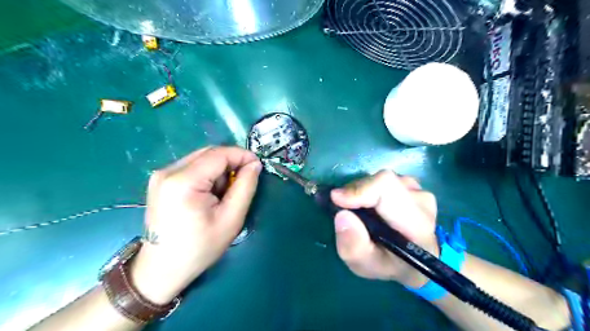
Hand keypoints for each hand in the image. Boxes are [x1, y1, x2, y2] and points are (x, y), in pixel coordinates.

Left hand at [132, 146, 264, 303]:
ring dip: (219, 170)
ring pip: (201, 159)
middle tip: (243, 182)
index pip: (219, 154)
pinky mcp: (160, 181)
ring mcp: (161, 175)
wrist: (161, 269)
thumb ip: (245, 187)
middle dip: (231, 163)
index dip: (242, 155)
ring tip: (223, 194)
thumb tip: (254, 164)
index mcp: (183, 181)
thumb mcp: (231, 218)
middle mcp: (168, 171)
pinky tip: (209, 195)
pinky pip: (192, 167)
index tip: (258, 166)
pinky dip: (207, 175)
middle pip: (209, 153)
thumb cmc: (199, 248)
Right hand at [332, 170, 437, 289]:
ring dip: (363, 192)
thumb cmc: (389, 265)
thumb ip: (353, 247)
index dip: (359, 190)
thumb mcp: (365, 265)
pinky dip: (370, 190)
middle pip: (382, 182)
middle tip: (345, 210)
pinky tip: (372, 207)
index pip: (387, 189)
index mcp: (416, 226)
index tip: (336, 199)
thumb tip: (342, 215)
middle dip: (357, 192)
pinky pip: (384, 180)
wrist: (412, 260)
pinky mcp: (413, 185)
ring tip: (361, 213)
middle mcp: (422, 202)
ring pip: (381, 180)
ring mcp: (419, 190)